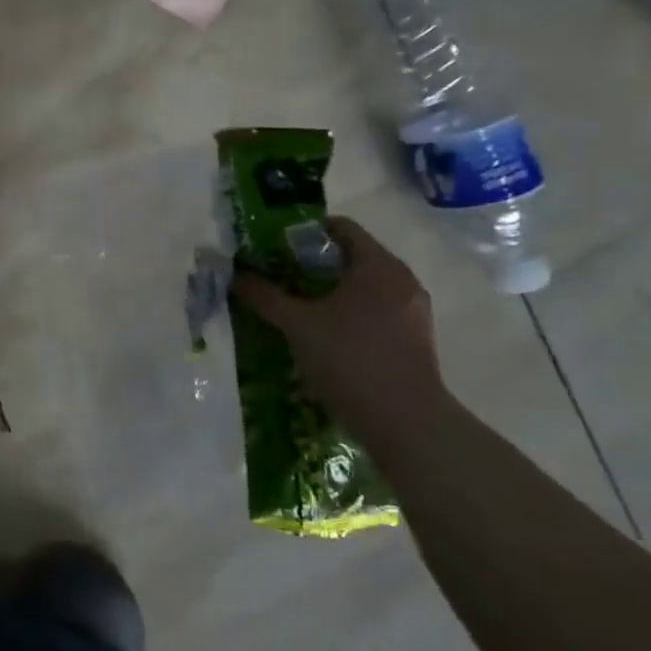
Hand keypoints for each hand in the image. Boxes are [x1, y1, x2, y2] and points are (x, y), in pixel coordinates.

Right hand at [232, 217, 448, 456]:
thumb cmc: (350, 358)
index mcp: (378, 265)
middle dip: (312, 264)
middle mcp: (402, 281)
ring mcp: (413, 312)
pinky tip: (323, 336)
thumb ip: (264, 295)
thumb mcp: (296, 323)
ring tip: (296, 307)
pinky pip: (376, 312)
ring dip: (329, 292)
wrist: (406, 424)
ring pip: (363, 287)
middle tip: (277, 276)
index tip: (275, 246)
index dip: (304, 231)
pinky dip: (348, 315)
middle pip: (351, 257)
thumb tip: (235, 274)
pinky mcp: (415, 341)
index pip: (341, 227)